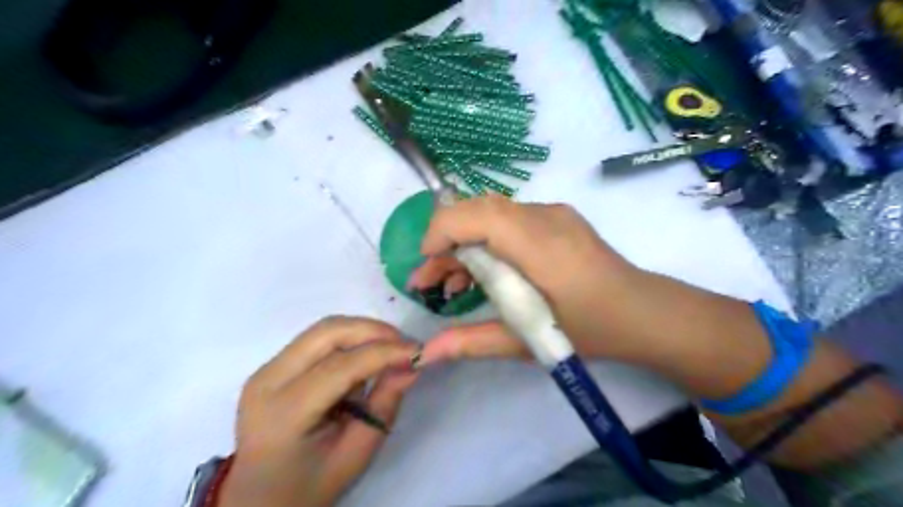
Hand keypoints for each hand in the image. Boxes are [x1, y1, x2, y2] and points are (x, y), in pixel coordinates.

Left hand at [219, 317, 419, 506]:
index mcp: (285, 413)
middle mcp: (268, 380)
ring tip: (390, 350)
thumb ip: (384, 405)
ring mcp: (267, 369)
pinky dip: (349, 340)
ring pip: (324, 329)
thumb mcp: (356, 454)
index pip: (341, 366)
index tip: (418, 351)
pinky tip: (365, 357)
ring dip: (362, 332)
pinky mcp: (273, 365)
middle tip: (405, 345)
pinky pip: (318, 339)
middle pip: (328, 332)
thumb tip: (412, 365)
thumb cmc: (310, 485)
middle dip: (374, 331)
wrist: (259, 498)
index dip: (383, 352)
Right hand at [410, 196, 657, 365]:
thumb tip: (425, 355)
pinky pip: (508, 220)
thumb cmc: (590, 330)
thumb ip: (472, 342)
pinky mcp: (557, 218)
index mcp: (539, 246)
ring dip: (464, 243)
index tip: (425, 267)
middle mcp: (544, 217)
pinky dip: (486, 242)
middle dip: (445, 242)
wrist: (644, 313)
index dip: (440, 232)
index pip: (477, 215)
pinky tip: (484, 275)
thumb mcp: (527, 341)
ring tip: (451, 285)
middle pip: (477, 209)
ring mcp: (553, 213)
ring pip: (490, 214)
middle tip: (429, 282)